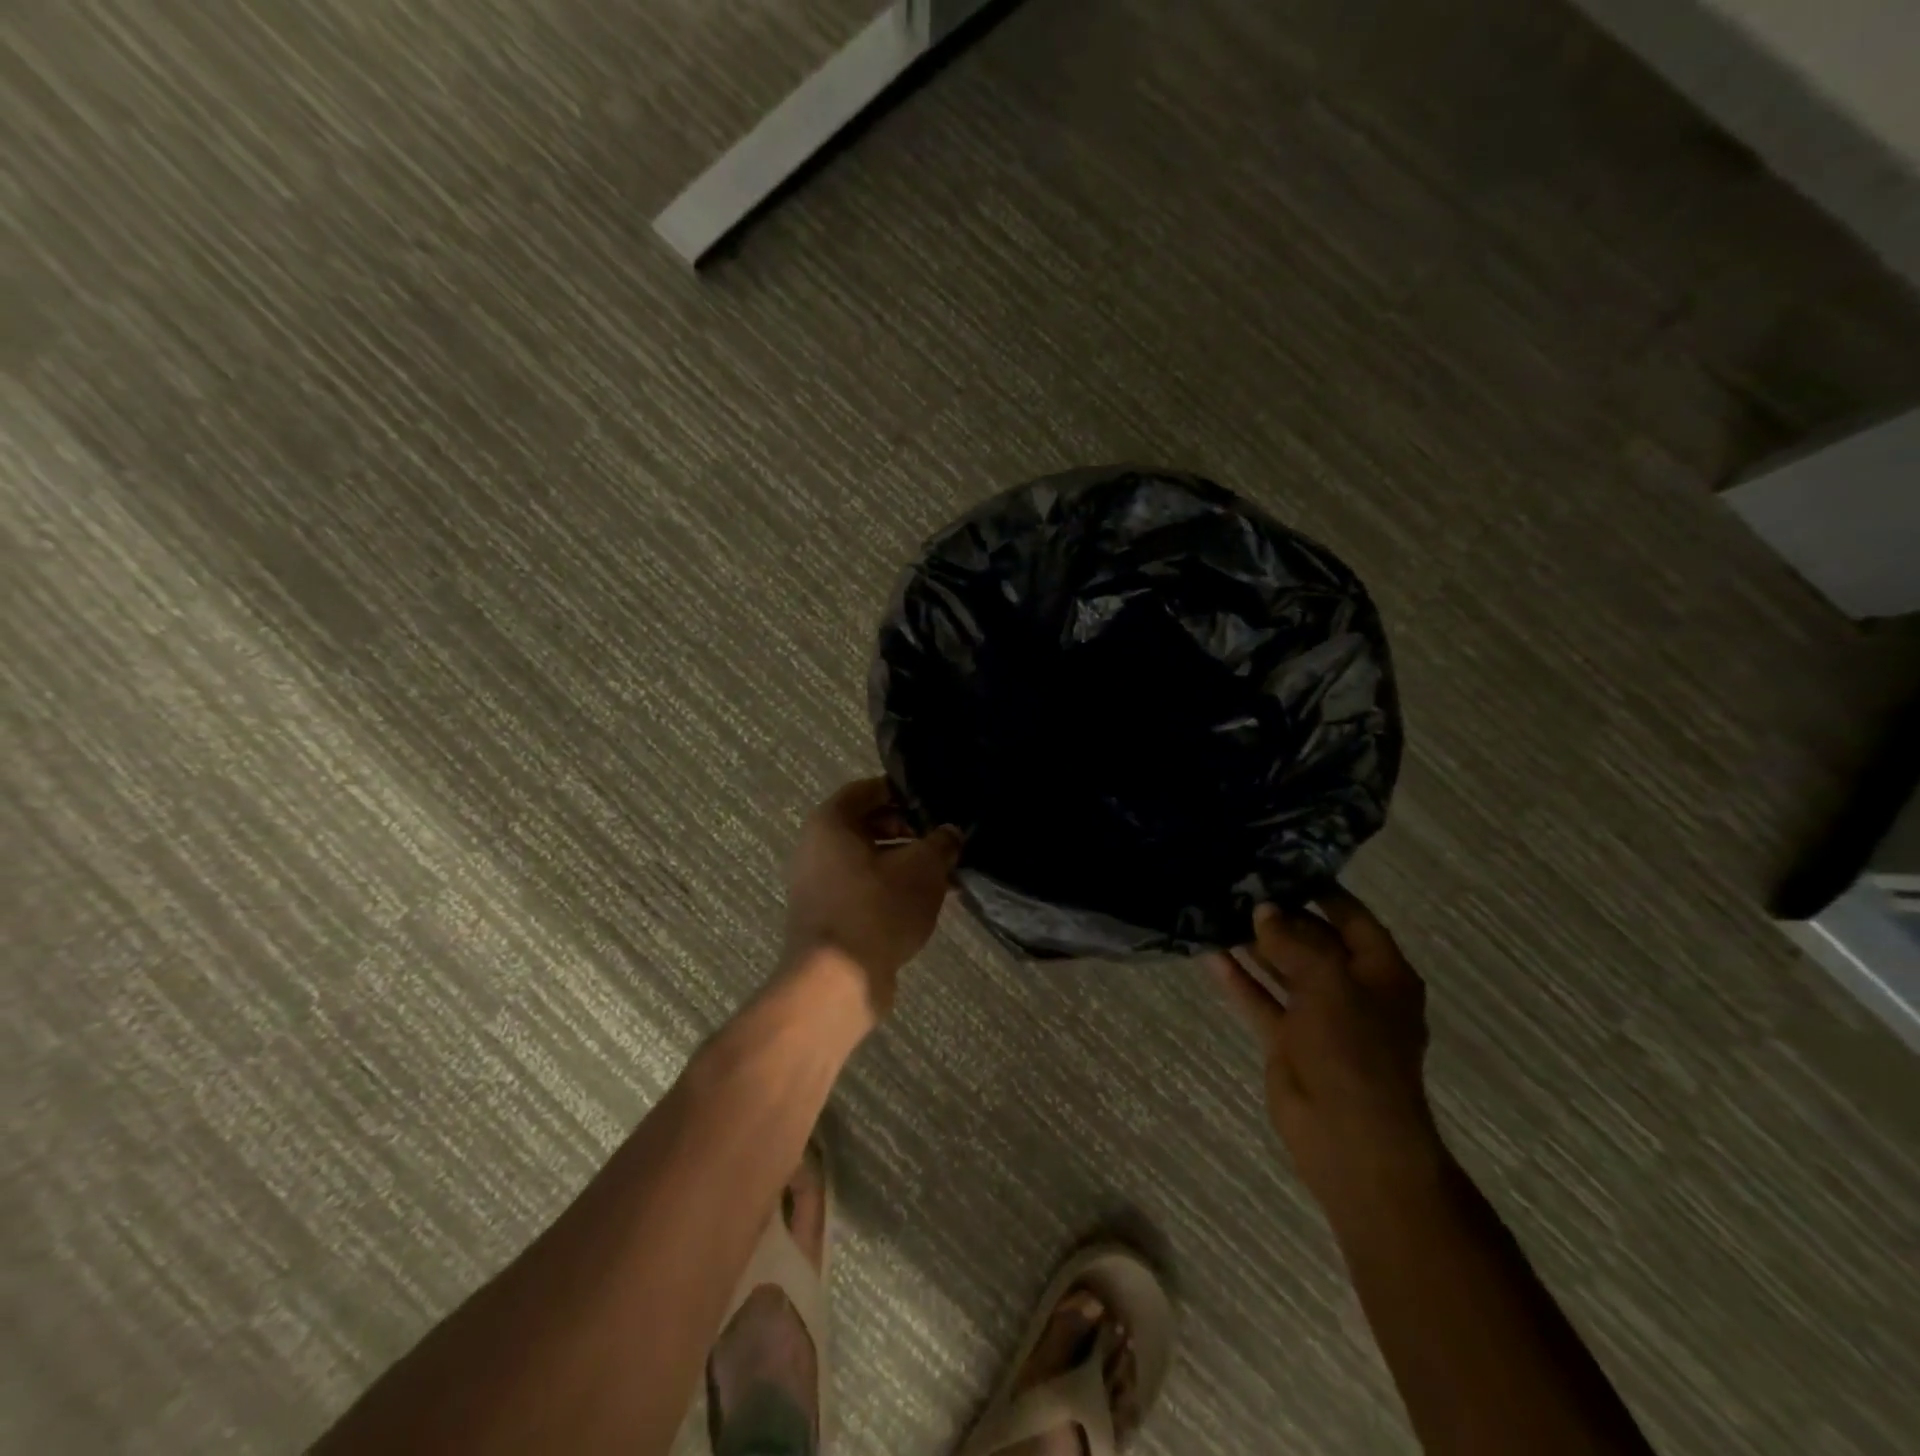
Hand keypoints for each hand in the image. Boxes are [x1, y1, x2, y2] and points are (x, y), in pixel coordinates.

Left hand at [781, 778, 962, 1017]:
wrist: (836, 981)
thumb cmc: (877, 908)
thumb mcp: (923, 868)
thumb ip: (941, 842)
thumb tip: (950, 833)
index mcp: (831, 822)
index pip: (867, 789)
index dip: (902, 792)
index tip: (933, 803)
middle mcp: (816, 848)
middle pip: (868, 825)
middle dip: (909, 831)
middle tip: (943, 840)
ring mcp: (818, 885)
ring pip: (869, 861)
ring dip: (905, 863)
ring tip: (945, 874)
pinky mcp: (828, 917)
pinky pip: (864, 890)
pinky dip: (892, 889)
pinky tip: (926, 903)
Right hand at [1207, 892, 1441, 1200]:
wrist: (1351, 1139)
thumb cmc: (1354, 1051)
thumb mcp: (1329, 983)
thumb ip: (1295, 942)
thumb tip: (1264, 910)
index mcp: (1381, 973)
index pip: (1351, 917)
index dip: (1320, 890)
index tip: (1280, 865)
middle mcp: (1352, 989)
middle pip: (1312, 941)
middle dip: (1278, 916)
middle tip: (1236, 884)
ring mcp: (1318, 1016)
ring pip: (1282, 969)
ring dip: (1253, 945)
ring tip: (1216, 910)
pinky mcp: (1288, 1040)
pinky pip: (1261, 1000)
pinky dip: (1238, 980)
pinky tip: (1209, 954)